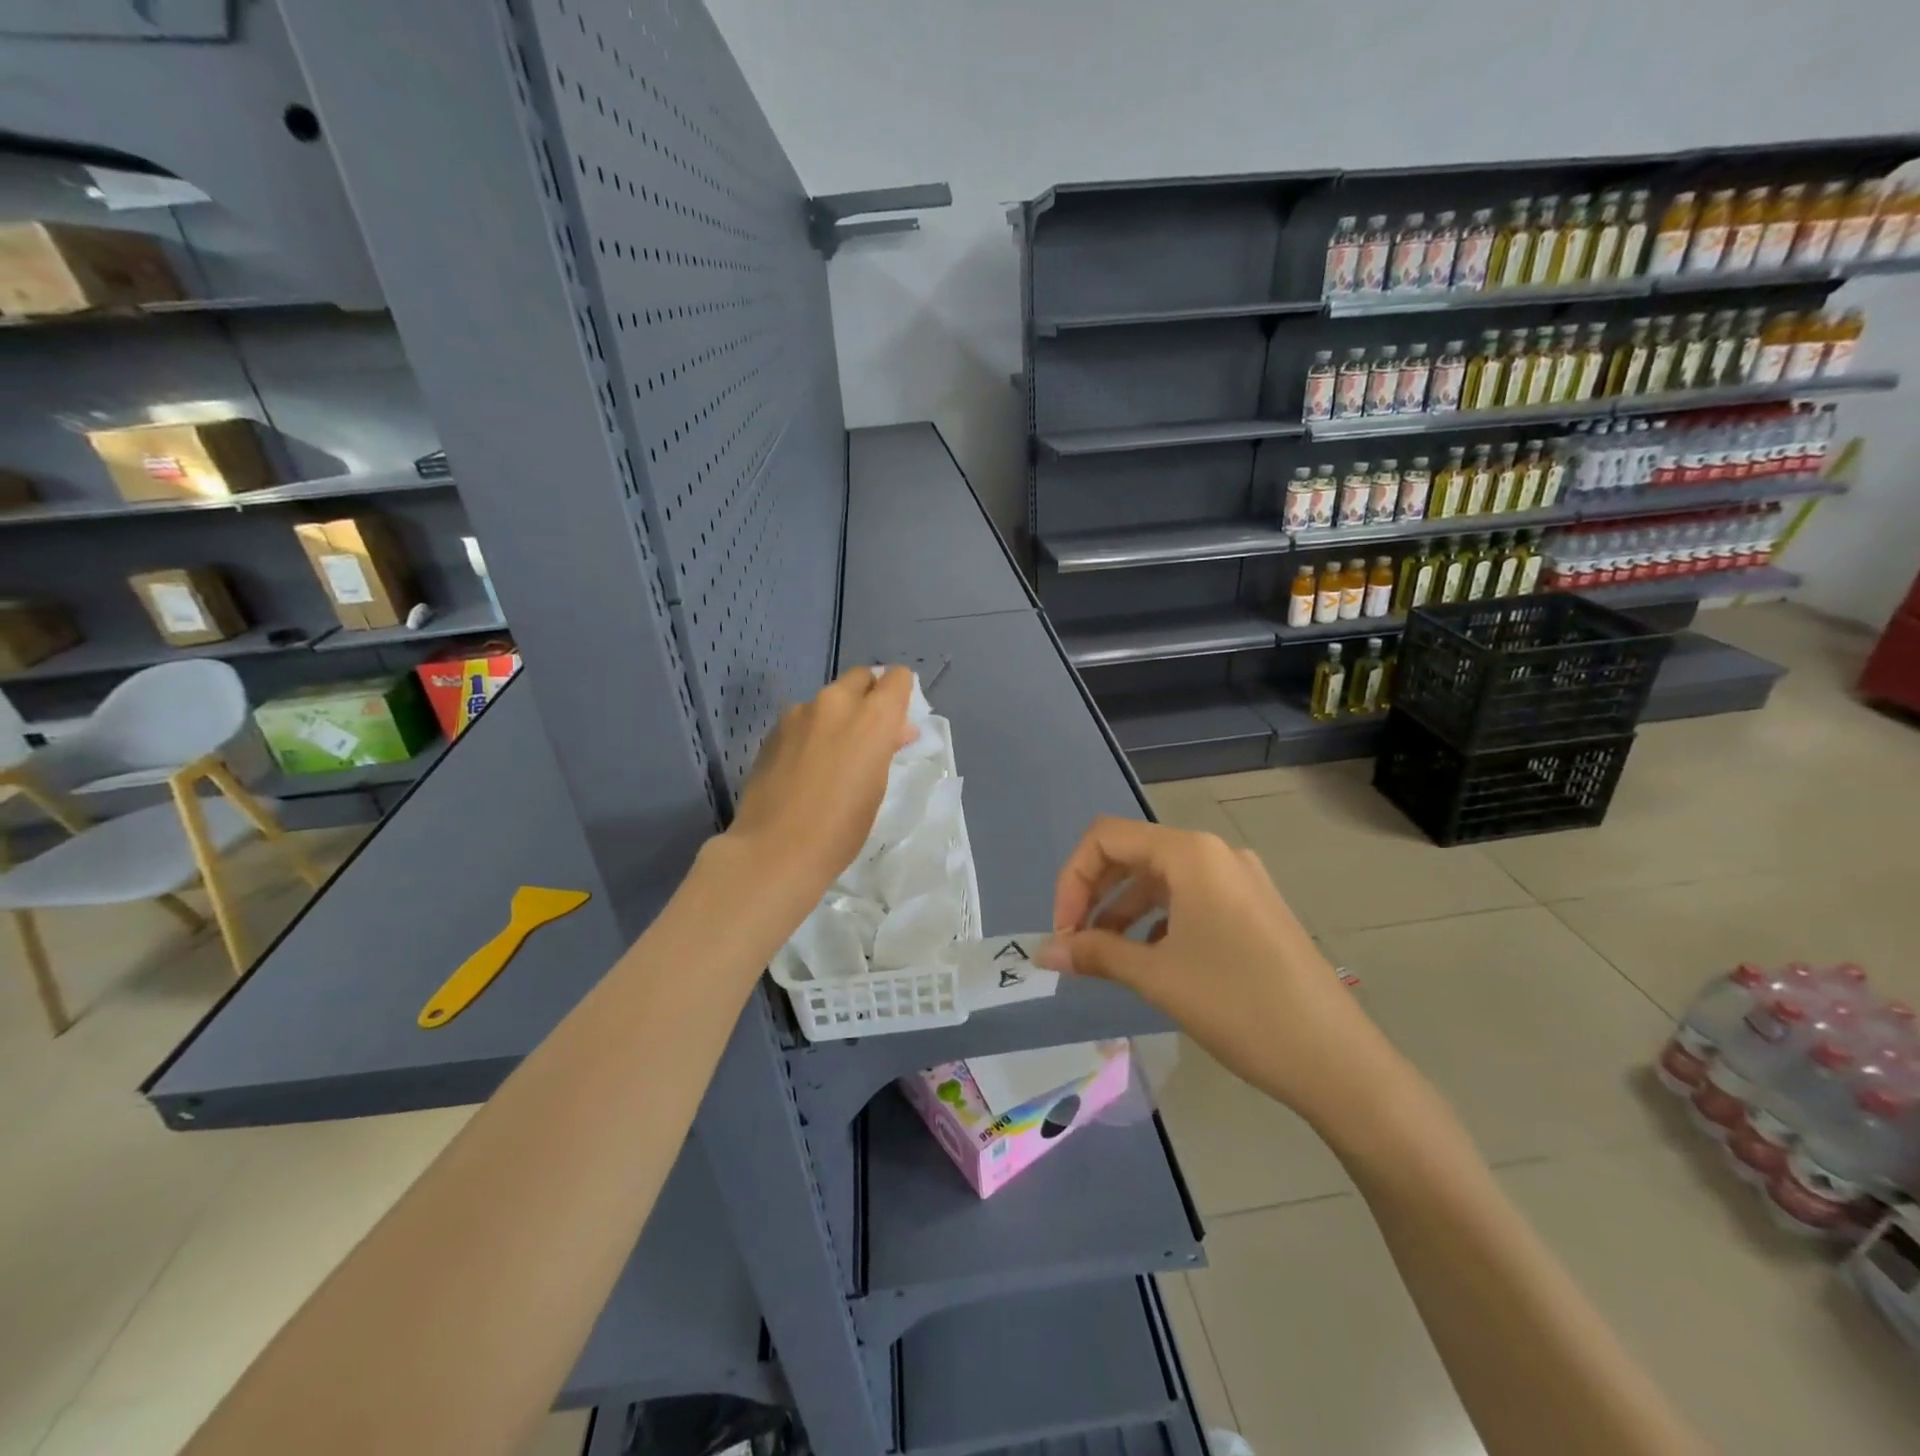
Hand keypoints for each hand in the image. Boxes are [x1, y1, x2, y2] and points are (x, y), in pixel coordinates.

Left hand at [724, 665, 916, 920]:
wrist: (775, 850)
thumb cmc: (841, 827)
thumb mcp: (877, 787)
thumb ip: (885, 747)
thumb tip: (893, 731)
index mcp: (871, 717)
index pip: (897, 678)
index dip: (901, 693)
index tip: (898, 719)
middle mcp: (835, 702)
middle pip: (860, 678)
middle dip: (869, 696)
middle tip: (870, 733)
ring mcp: (799, 713)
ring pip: (828, 699)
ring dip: (837, 716)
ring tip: (834, 756)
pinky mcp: (773, 730)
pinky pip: (803, 719)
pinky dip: (811, 732)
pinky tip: (805, 767)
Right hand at [1037, 816, 1389, 1126]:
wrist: (1336, 1059)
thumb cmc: (1238, 1006)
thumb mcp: (1157, 977)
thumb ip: (1095, 954)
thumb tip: (1043, 952)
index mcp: (1190, 854)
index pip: (1106, 838)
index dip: (1072, 879)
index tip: (1064, 933)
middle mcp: (1215, 853)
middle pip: (1133, 854)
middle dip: (1094, 894)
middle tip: (1076, 944)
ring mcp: (1240, 879)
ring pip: (1162, 879)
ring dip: (1123, 910)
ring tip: (1106, 957)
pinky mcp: (1254, 907)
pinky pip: (1191, 898)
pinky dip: (1158, 921)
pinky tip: (1151, 960)